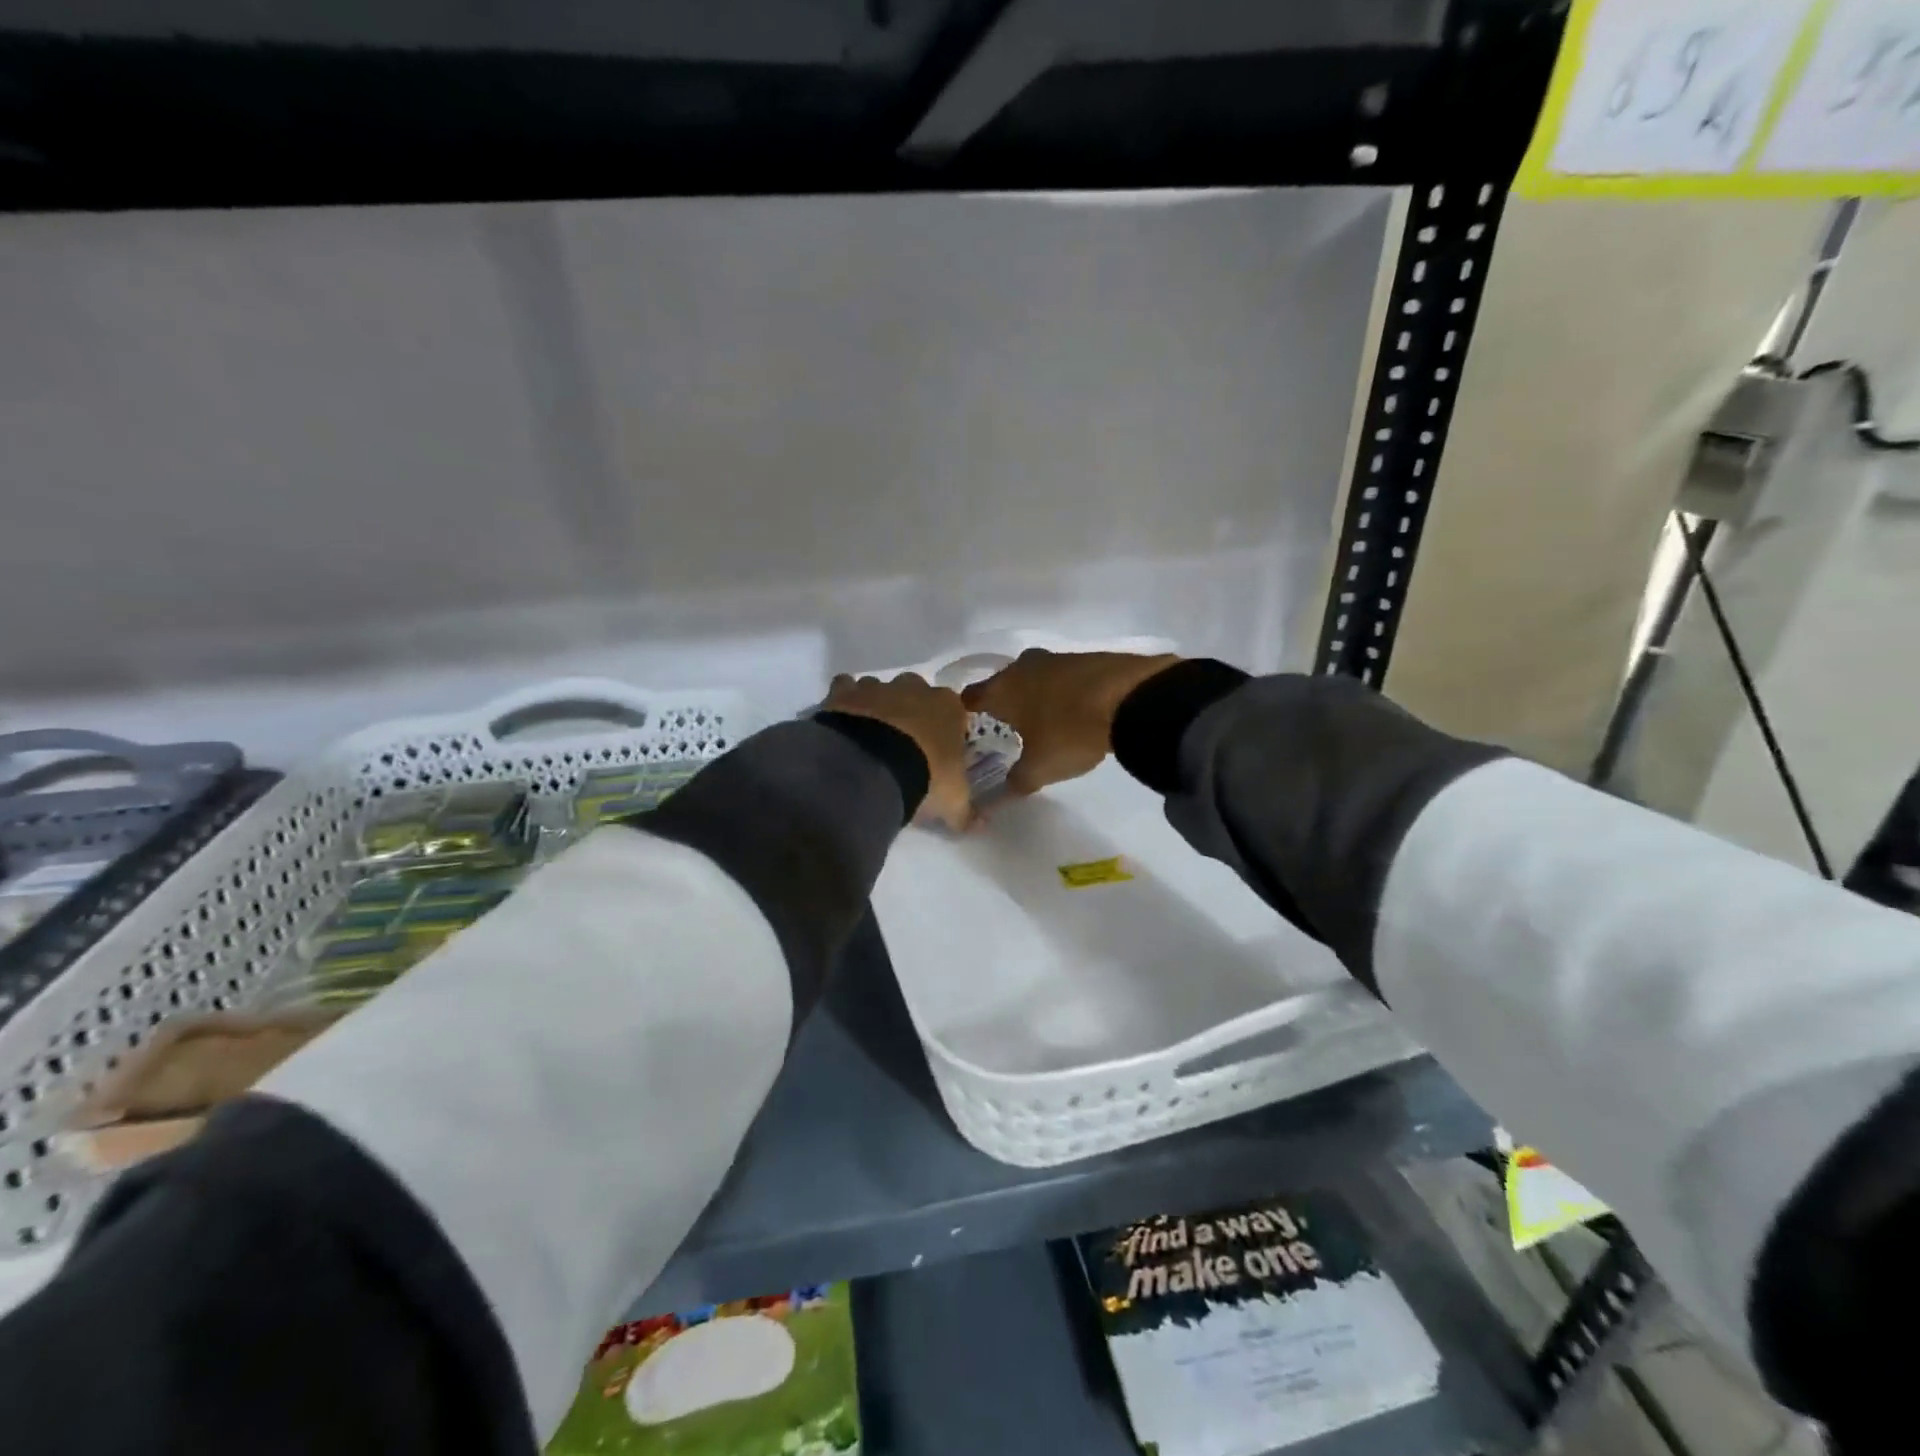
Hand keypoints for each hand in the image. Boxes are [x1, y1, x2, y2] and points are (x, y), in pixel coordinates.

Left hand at [822, 672, 973, 829]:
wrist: (871, 765)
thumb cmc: (925, 775)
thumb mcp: (952, 801)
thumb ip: (967, 812)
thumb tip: (981, 825)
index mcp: (949, 706)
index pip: (954, 713)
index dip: (945, 732)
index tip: (938, 753)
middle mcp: (916, 688)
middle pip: (916, 695)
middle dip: (911, 714)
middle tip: (903, 746)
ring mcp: (878, 686)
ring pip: (880, 691)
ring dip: (877, 708)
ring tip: (869, 740)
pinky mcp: (845, 691)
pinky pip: (845, 688)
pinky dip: (845, 702)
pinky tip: (843, 724)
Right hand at [962, 649, 1179, 795]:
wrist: (1132, 698)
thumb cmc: (1071, 732)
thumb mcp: (1040, 768)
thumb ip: (1016, 781)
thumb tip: (1000, 794)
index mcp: (1002, 689)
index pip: (970, 697)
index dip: (965, 714)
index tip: (969, 730)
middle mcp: (1023, 667)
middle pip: (1003, 683)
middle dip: (1004, 703)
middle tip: (1009, 728)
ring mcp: (1056, 658)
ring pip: (1035, 677)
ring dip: (1036, 695)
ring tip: (1044, 720)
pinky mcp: (1087, 657)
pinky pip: (1064, 676)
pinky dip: (1064, 691)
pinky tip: (1076, 709)